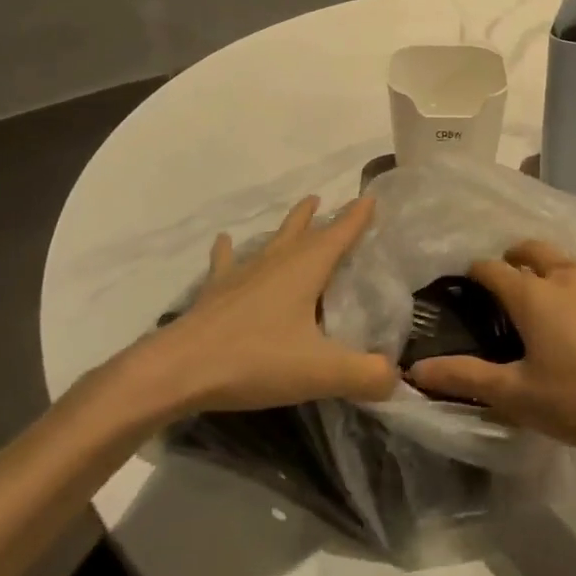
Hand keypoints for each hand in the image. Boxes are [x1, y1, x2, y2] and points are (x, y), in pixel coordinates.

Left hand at [94, 195, 397, 429]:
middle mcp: (276, 263)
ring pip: (272, 242)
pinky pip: (226, 264)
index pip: (340, 234)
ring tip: (301, 209)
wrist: (178, 370)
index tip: (371, 197)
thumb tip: (397, 378)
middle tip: (329, 200)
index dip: (357, 217)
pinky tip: (223, 241)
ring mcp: (243, 275)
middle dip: (321, 216)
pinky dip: (228, 251)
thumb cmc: (255, 360)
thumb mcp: (321, 372)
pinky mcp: (216, 294)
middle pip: (304, 231)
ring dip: (288, 226)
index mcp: (306, 270)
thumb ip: (365, 375)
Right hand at [405, 239, 575, 460]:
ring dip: (547, 267)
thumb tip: (415, 370)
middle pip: (531, 249)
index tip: (463, 285)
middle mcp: (565, 277)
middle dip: (512, 257)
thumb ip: (465, 378)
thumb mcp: (516, 394)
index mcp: (532, 294)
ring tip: (540, 294)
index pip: (491, 268)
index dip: (473, 272)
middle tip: (502, 279)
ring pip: (565, 261)